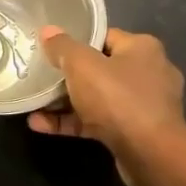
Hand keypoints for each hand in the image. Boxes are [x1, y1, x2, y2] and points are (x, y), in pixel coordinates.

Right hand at [27, 27, 185, 185]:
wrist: (150, 154)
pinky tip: (41, 125)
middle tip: (41, 76)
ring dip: (65, 102)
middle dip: (68, 75)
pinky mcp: (137, 132)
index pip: (104, 37)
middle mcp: (149, 73)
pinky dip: (73, 122)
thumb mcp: (81, 65)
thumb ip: (62, 47)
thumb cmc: (117, 98)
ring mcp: (144, 105)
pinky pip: (99, 121)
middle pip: (99, 68)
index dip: (76, 41)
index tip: (51, 49)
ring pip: (97, 98)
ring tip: (34, 105)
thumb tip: (47, 31)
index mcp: (142, 48)